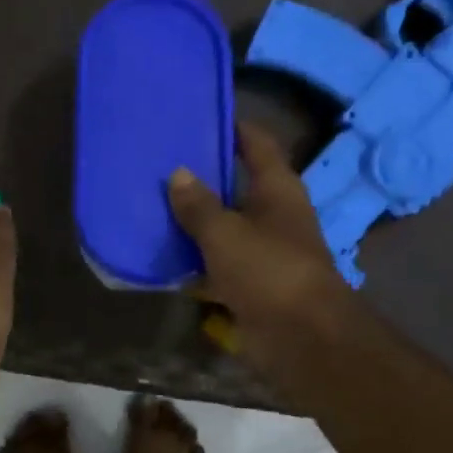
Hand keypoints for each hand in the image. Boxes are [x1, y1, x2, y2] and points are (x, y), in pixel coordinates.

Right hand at [169, 123, 350, 370]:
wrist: (300, 337)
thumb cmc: (268, 271)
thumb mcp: (226, 233)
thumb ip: (198, 205)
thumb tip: (178, 173)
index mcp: (277, 191)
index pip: (258, 145)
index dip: (235, 127)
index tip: (203, 114)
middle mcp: (273, 216)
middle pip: (237, 187)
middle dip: (204, 177)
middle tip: (163, 163)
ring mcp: (262, 252)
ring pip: (224, 228)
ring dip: (195, 221)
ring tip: (153, 205)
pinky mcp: (249, 284)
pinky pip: (216, 264)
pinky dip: (194, 260)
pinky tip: (163, 255)